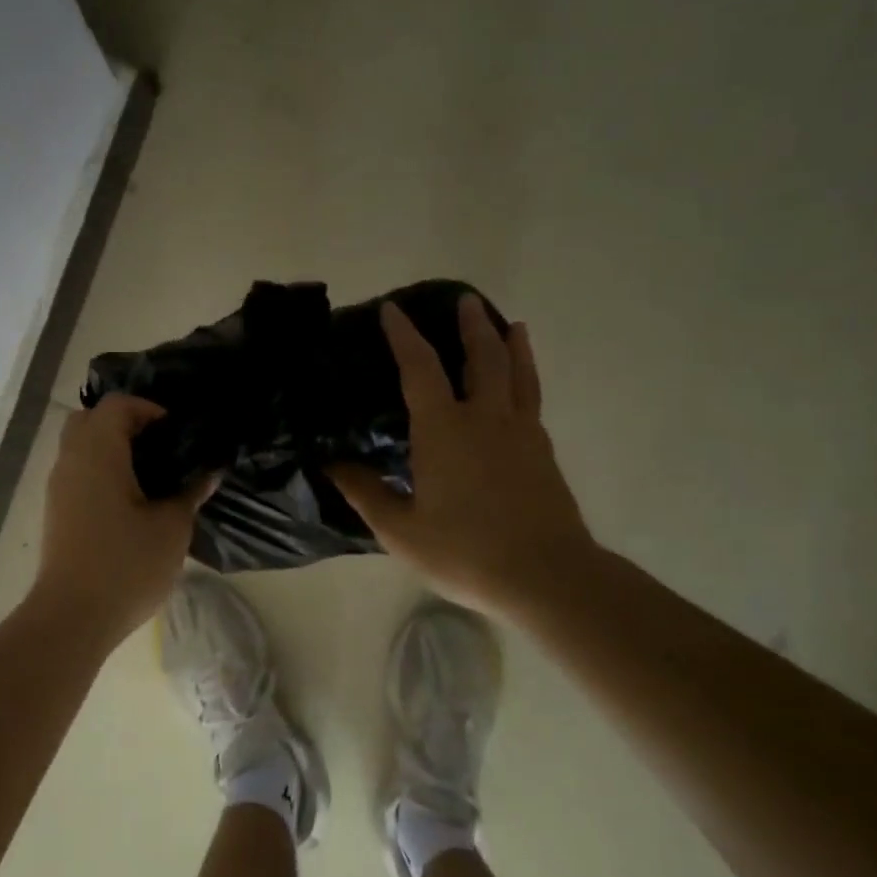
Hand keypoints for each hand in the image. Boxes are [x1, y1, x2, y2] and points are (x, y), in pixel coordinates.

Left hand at [29, 395, 214, 646]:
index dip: (148, 409)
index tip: (176, 433)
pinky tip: (130, 502)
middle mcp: (71, 461)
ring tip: (150, 476)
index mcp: (98, 452)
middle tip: (159, 448)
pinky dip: (100, 472)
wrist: (72, 617)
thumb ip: (190, 493)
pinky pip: (77, 473)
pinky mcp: (56, 512)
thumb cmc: (126, 565)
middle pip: (90, 419)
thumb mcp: (171, 528)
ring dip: (111, 450)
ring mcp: (58, 488)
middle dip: (124, 424)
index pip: (117, 405)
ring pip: (80, 447)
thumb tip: (209, 473)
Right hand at [329, 295, 594, 616]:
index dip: (404, 336)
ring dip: (510, 343)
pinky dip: (527, 376)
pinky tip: (523, 382)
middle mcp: (485, 418)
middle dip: (470, 326)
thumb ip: (365, 493)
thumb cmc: (465, 551)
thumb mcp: (400, 530)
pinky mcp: (543, 451)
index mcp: (444, 430)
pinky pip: (532, 398)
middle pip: (481, 357)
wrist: (546, 575)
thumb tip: (331, 465)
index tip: (392, 310)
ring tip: (509, 323)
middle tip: (464, 301)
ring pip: (517, 373)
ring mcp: (521, 432)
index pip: (420, 369)